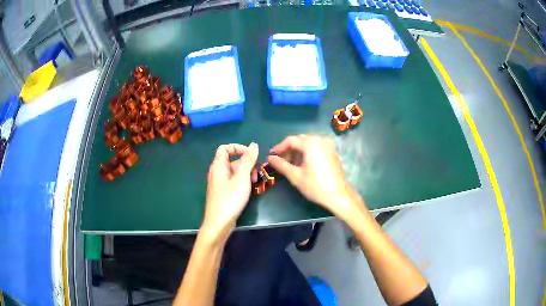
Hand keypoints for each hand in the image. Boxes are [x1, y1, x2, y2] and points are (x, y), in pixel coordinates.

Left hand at [202, 143, 258, 240]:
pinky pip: (233, 181)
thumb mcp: (242, 178)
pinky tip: (249, 190)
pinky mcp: (223, 192)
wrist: (219, 223)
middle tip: (256, 174)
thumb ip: (248, 160)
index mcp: (218, 165)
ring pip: (235, 171)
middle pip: (232, 160)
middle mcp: (217, 172)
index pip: (225, 148)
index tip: (251, 155)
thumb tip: (254, 145)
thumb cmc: (230, 199)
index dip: (238, 148)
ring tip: (254, 182)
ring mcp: (219, 183)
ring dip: (246, 173)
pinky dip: (242, 181)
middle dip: (247, 163)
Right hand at [268, 135, 363, 219]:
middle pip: (300, 140)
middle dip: (289, 150)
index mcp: (311, 143)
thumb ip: (281, 165)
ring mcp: (328, 145)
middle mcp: (321, 140)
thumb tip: (270, 158)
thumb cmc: (316, 186)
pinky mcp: (332, 151)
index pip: (291, 140)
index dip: (279, 147)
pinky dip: (307, 152)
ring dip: (297, 151)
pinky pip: (316, 147)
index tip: (271, 156)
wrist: (338, 195)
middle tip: (280, 161)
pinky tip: (302, 164)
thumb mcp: (295, 176)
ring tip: (290, 164)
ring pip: (308, 143)